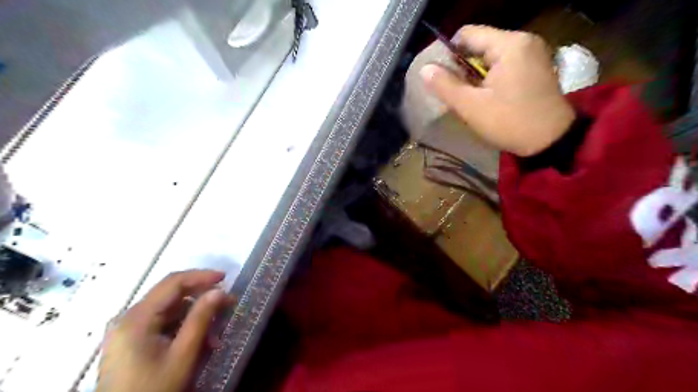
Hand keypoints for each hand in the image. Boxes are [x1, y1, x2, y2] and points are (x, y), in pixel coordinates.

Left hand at [97, 271, 235, 391]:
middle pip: (170, 294)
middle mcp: (127, 318)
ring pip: (168, 310)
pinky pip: (161, 323)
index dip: (201, 276)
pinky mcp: (130, 341)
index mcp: (136, 318)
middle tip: (226, 303)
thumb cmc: (154, 389)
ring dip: (194, 316)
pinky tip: (197, 341)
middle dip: (201, 297)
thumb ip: (201, 319)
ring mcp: (126, 330)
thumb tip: (220, 291)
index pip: (173, 283)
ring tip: (214, 334)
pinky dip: (182, 327)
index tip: (225, 278)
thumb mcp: (182, 354)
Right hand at [420, 23, 578, 155]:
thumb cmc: (510, 122)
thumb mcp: (472, 107)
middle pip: (480, 44)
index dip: (447, 53)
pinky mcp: (536, 67)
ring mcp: (533, 53)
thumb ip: (445, 86)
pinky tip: (486, 95)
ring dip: (475, 73)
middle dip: (462, 66)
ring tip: (468, 96)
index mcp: (509, 44)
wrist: (552, 141)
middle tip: (454, 91)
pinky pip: (504, 64)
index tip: (440, 76)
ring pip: (491, 55)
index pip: (467, 34)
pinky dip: (490, 76)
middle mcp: (523, 41)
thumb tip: (424, 69)